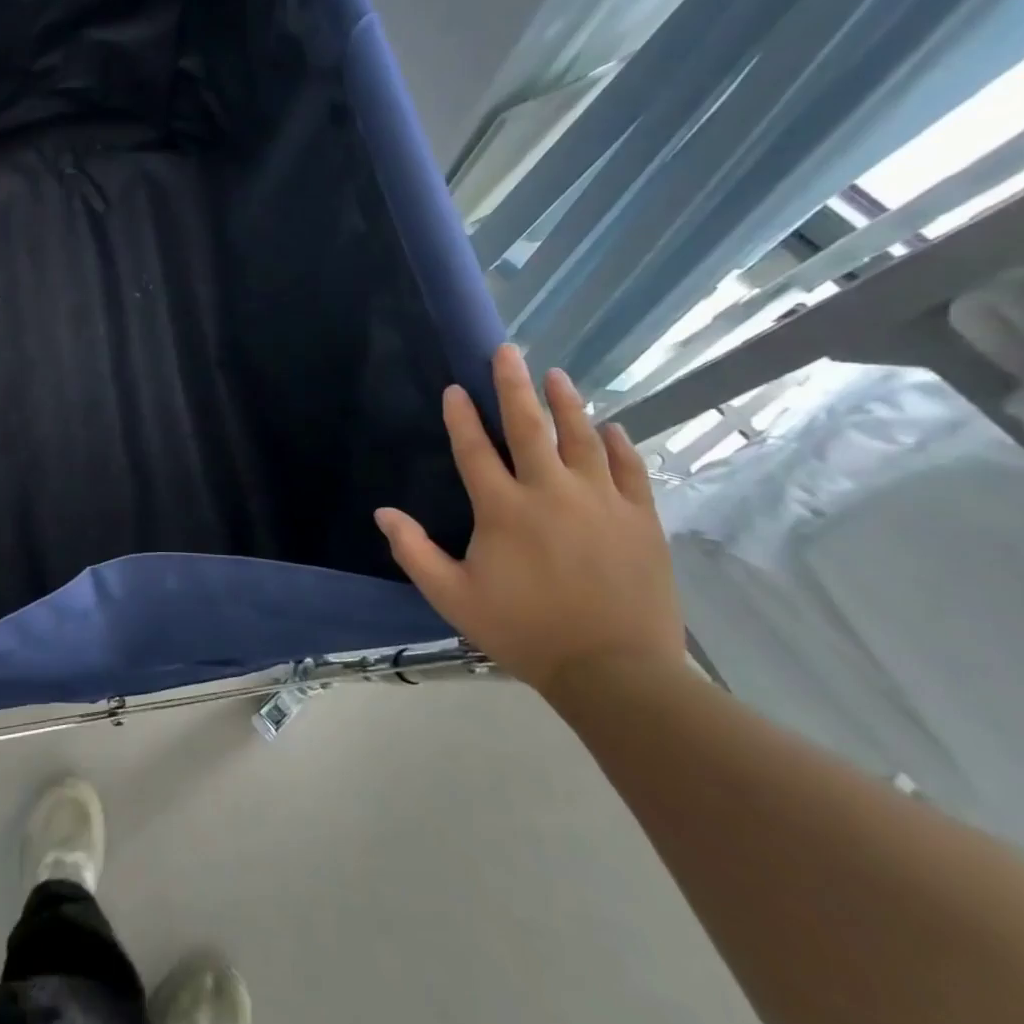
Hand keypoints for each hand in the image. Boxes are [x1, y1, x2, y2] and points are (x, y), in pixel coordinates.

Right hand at [375, 344, 685, 696]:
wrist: (616, 672)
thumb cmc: (524, 631)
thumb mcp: (453, 598)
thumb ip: (414, 552)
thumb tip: (382, 512)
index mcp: (503, 509)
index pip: (474, 449)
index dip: (461, 416)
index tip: (455, 388)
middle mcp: (550, 492)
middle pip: (529, 426)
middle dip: (514, 385)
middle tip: (508, 351)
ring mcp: (601, 502)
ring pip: (581, 437)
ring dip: (566, 403)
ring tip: (557, 376)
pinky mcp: (640, 519)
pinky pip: (629, 469)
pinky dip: (619, 444)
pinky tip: (611, 427)